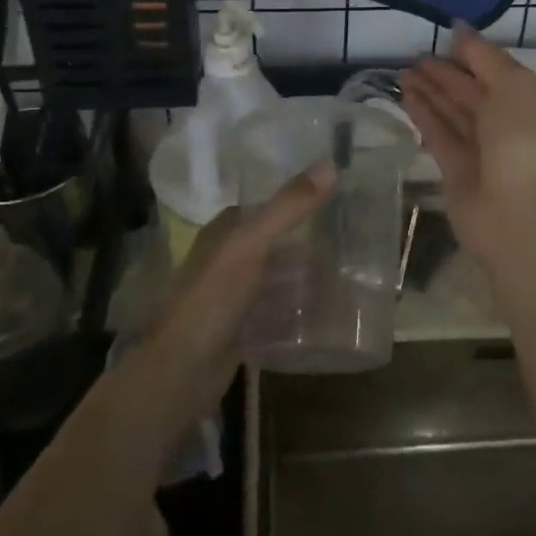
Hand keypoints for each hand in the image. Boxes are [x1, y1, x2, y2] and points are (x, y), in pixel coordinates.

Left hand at [143, 166, 331, 413]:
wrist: (182, 369)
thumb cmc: (214, 296)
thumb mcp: (252, 243)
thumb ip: (289, 206)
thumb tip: (330, 165)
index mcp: (225, 232)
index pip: (266, 207)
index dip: (298, 203)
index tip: (337, 200)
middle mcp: (228, 259)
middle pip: (276, 246)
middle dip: (309, 247)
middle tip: (353, 248)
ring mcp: (234, 297)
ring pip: (278, 281)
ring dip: (307, 281)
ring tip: (348, 282)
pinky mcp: (241, 329)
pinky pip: (277, 313)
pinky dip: (299, 312)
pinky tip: (328, 316)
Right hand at [401, 25, 535, 265]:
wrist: (515, 212)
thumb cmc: (520, 140)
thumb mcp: (512, 85)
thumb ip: (484, 56)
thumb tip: (460, 28)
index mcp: (527, 100)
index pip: (496, 69)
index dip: (471, 52)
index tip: (444, 35)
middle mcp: (505, 122)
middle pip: (471, 90)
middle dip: (444, 72)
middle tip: (414, 55)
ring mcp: (480, 147)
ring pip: (452, 111)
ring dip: (429, 90)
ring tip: (403, 71)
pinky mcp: (456, 168)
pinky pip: (438, 133)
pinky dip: (423, 114)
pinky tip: (405, 95)